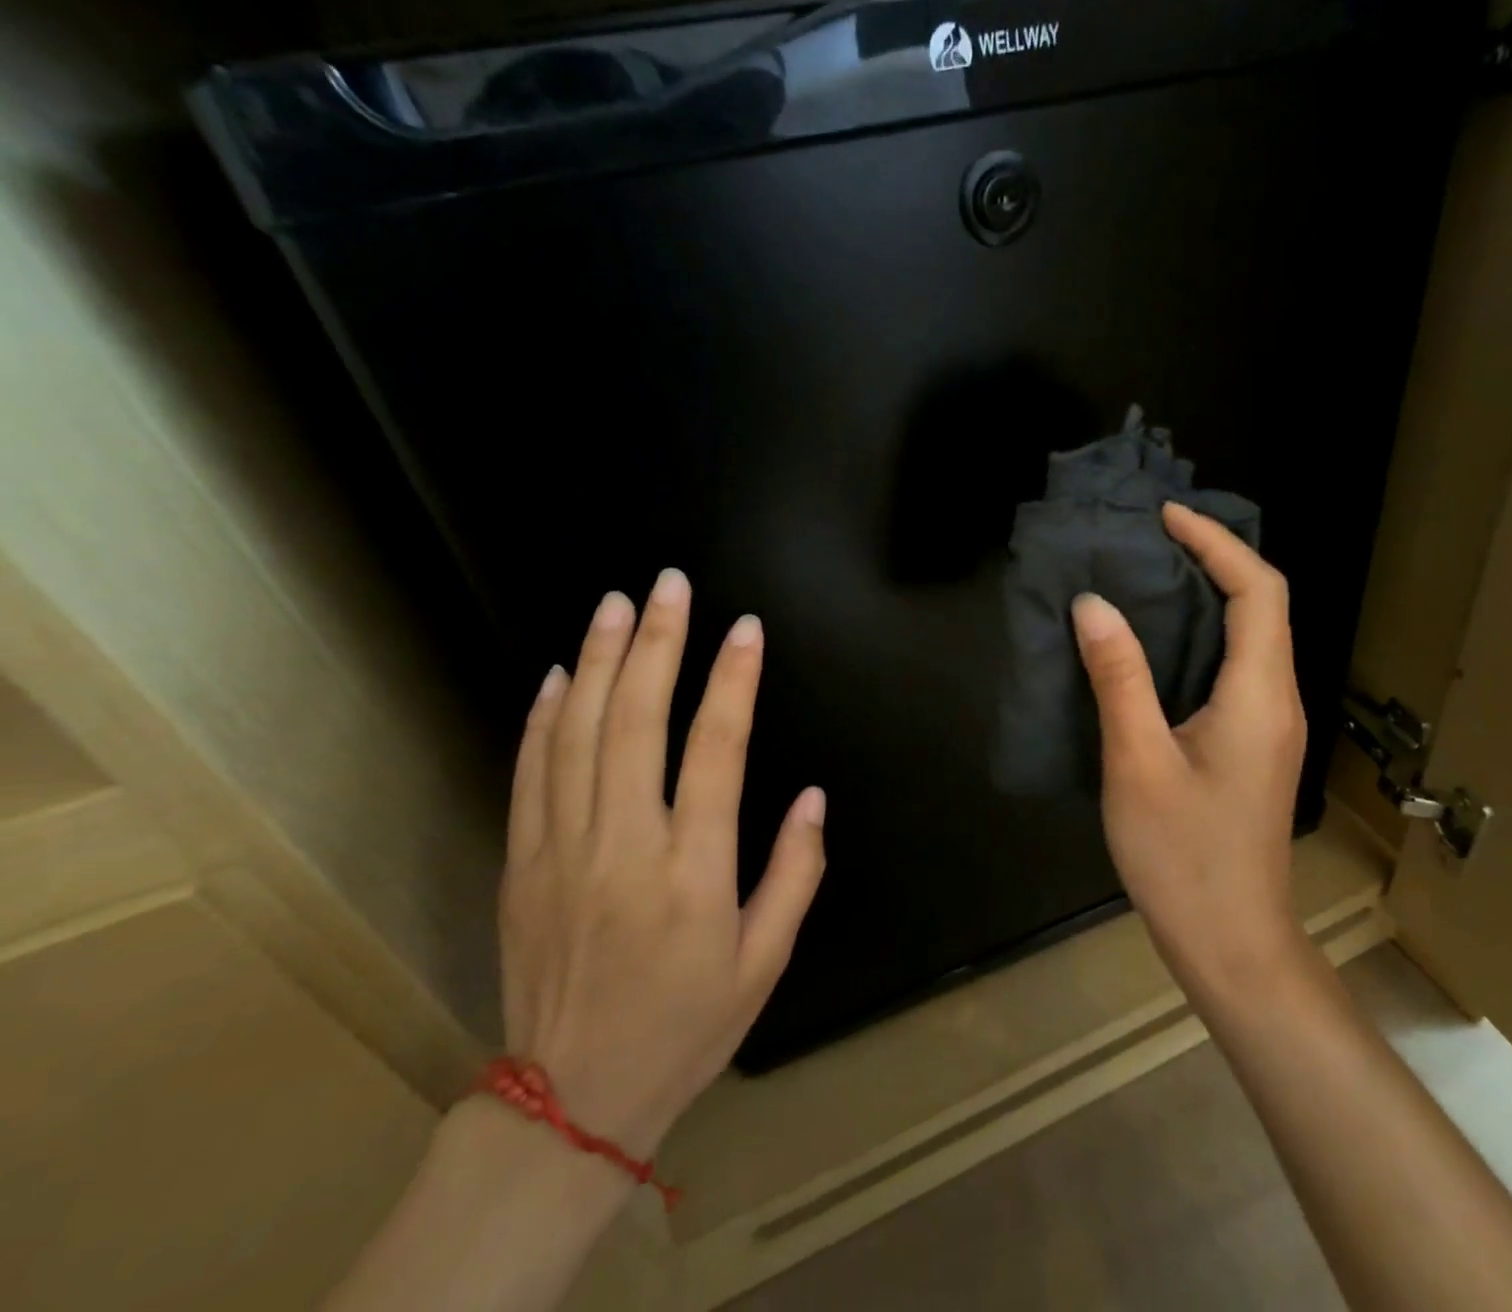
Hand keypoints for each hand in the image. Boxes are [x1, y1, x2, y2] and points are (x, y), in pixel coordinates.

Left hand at [498, 574, 825, 1160]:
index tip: (746, 629)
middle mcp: (624, 846)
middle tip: (671, 585)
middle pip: (639, 722)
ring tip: (617, 604)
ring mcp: (562, 851)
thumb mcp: (765, 963)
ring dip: (601, 661)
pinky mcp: (522, 864)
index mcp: (692, 871)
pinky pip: (530, 775)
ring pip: (579, 734)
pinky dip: (544, 718)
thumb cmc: (686, 1026)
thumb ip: (795, 873)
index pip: (717, 749)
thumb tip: (813, 797)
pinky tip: (562, 673)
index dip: (734, 680)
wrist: (571, 1103)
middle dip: (659, 643)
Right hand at [1070, 501, 1308, 997]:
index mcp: (1258, 695)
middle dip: (1212, 558)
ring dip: (1206, 594)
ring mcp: (1267, 724)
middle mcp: (1275, 699)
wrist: (1230, 942)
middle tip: (1147, 538)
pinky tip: (1153, 641)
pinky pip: (1233, 666)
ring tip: (1144, 574)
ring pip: (1250, 635)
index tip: (1165, 518)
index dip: (1216, 543)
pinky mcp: (1250, 743)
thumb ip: (1119, 678)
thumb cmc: (1183, 856)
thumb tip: (1093, 604)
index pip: (1258, 591)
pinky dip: (1200, 634)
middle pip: (1262, 604)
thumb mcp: (1138, 762)